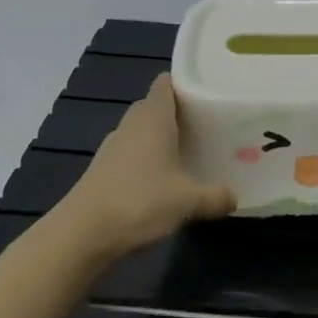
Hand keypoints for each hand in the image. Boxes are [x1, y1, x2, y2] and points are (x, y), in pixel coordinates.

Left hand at [54, 75, 234, 256]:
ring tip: (188, 154)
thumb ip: (215, 196)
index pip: (165, 83)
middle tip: (205, 127)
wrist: (82, 234)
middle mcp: (132, 125)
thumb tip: (234, 198)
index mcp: (154, 118)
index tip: (207, 94)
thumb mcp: (188, 201)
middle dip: (178, 114)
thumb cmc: (140, 202)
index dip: (184, 83)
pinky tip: (161, 181)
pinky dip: (145, 160)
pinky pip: (130, 153)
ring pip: (141, 131)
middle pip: (154, 106)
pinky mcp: (102, 169)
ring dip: (160, 138)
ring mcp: (113, 147)